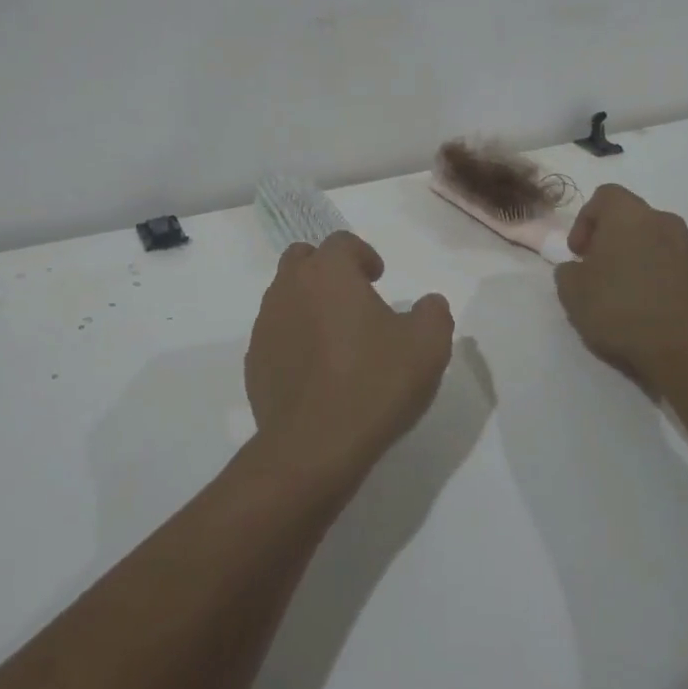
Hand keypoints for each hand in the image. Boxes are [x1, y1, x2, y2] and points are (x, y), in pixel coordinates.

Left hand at [245, 232, 455, 482]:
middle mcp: (290, 288)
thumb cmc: (374, 383)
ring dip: (308, 303)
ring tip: (336, 336)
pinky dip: (294, 339)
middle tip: (353, 297)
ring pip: (285, 295)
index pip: (341, 242)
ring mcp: (266, 325)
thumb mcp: (427, 346)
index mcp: (329, 272)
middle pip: (303, 259)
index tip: (379, 278)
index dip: (363, 254)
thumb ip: (433, 313)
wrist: (314, 446)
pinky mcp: (254, 362)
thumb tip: (429, 303)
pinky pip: (276, 335)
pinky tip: (316, 370)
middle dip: (326, 269)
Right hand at [554, 183, 687, 392]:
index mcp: (629, 215)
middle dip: (611, 238)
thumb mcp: (571, 290)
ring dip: (635, 256)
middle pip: (631, 217)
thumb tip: (578, 269)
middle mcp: (662, 221)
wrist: (681, 347)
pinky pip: (671, 263)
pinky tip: (645, 305)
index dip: (585, 220)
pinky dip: (656, 274)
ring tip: (622, 290)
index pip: (605, 196)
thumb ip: (568, 270)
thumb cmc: (618, 307)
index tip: (579, 252)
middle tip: (597, 269)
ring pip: (653, 240)